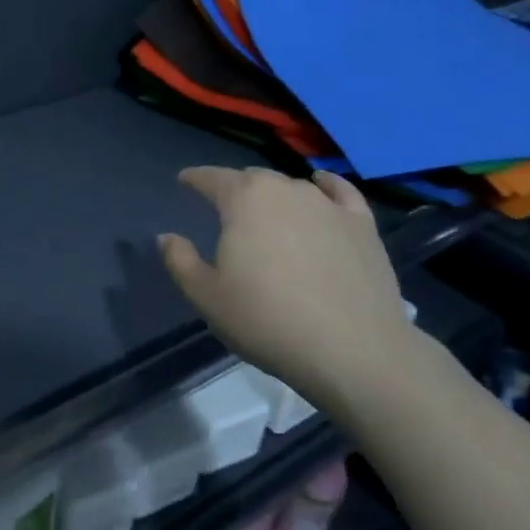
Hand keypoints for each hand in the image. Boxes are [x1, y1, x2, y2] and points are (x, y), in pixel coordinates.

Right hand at [157, 168, 419, 416]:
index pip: (212, 178)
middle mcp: (285, 190)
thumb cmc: (267, 321)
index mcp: (243, 200)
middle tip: (224, 208)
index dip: (195, 178)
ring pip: (292, 186)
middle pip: (252, 179)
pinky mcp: (362, 224)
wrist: (353, 350)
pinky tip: (320, 186)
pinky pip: (340, 192)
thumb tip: (167, 237)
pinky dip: (325, 185)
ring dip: (274, 194)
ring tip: (267, 211)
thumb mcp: (206, 297)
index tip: (184, 181)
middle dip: (234, 187)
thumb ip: (180, 261)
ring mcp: (327, 205)